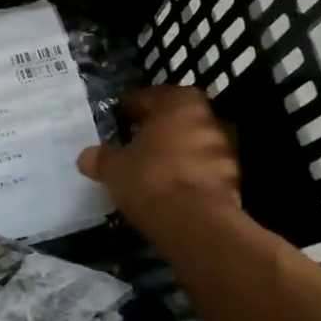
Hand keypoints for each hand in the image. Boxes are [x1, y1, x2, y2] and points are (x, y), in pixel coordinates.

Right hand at [78, 86, 240, 228]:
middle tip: (136, 143)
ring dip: (176, 154)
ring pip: (193, 145)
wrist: (195, 223)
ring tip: (153, 170)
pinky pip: (204, 172)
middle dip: (159, 130)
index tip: (120, 119)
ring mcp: (226, 151)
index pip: (152, 96)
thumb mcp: (114, 167)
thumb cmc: (150, 178)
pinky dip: (189, 177)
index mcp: (181, 103)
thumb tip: (87, 156)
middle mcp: (209, 119)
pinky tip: (171, 191)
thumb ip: (101, 158)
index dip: (133, 107)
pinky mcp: (233, 182)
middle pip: (178, 119)